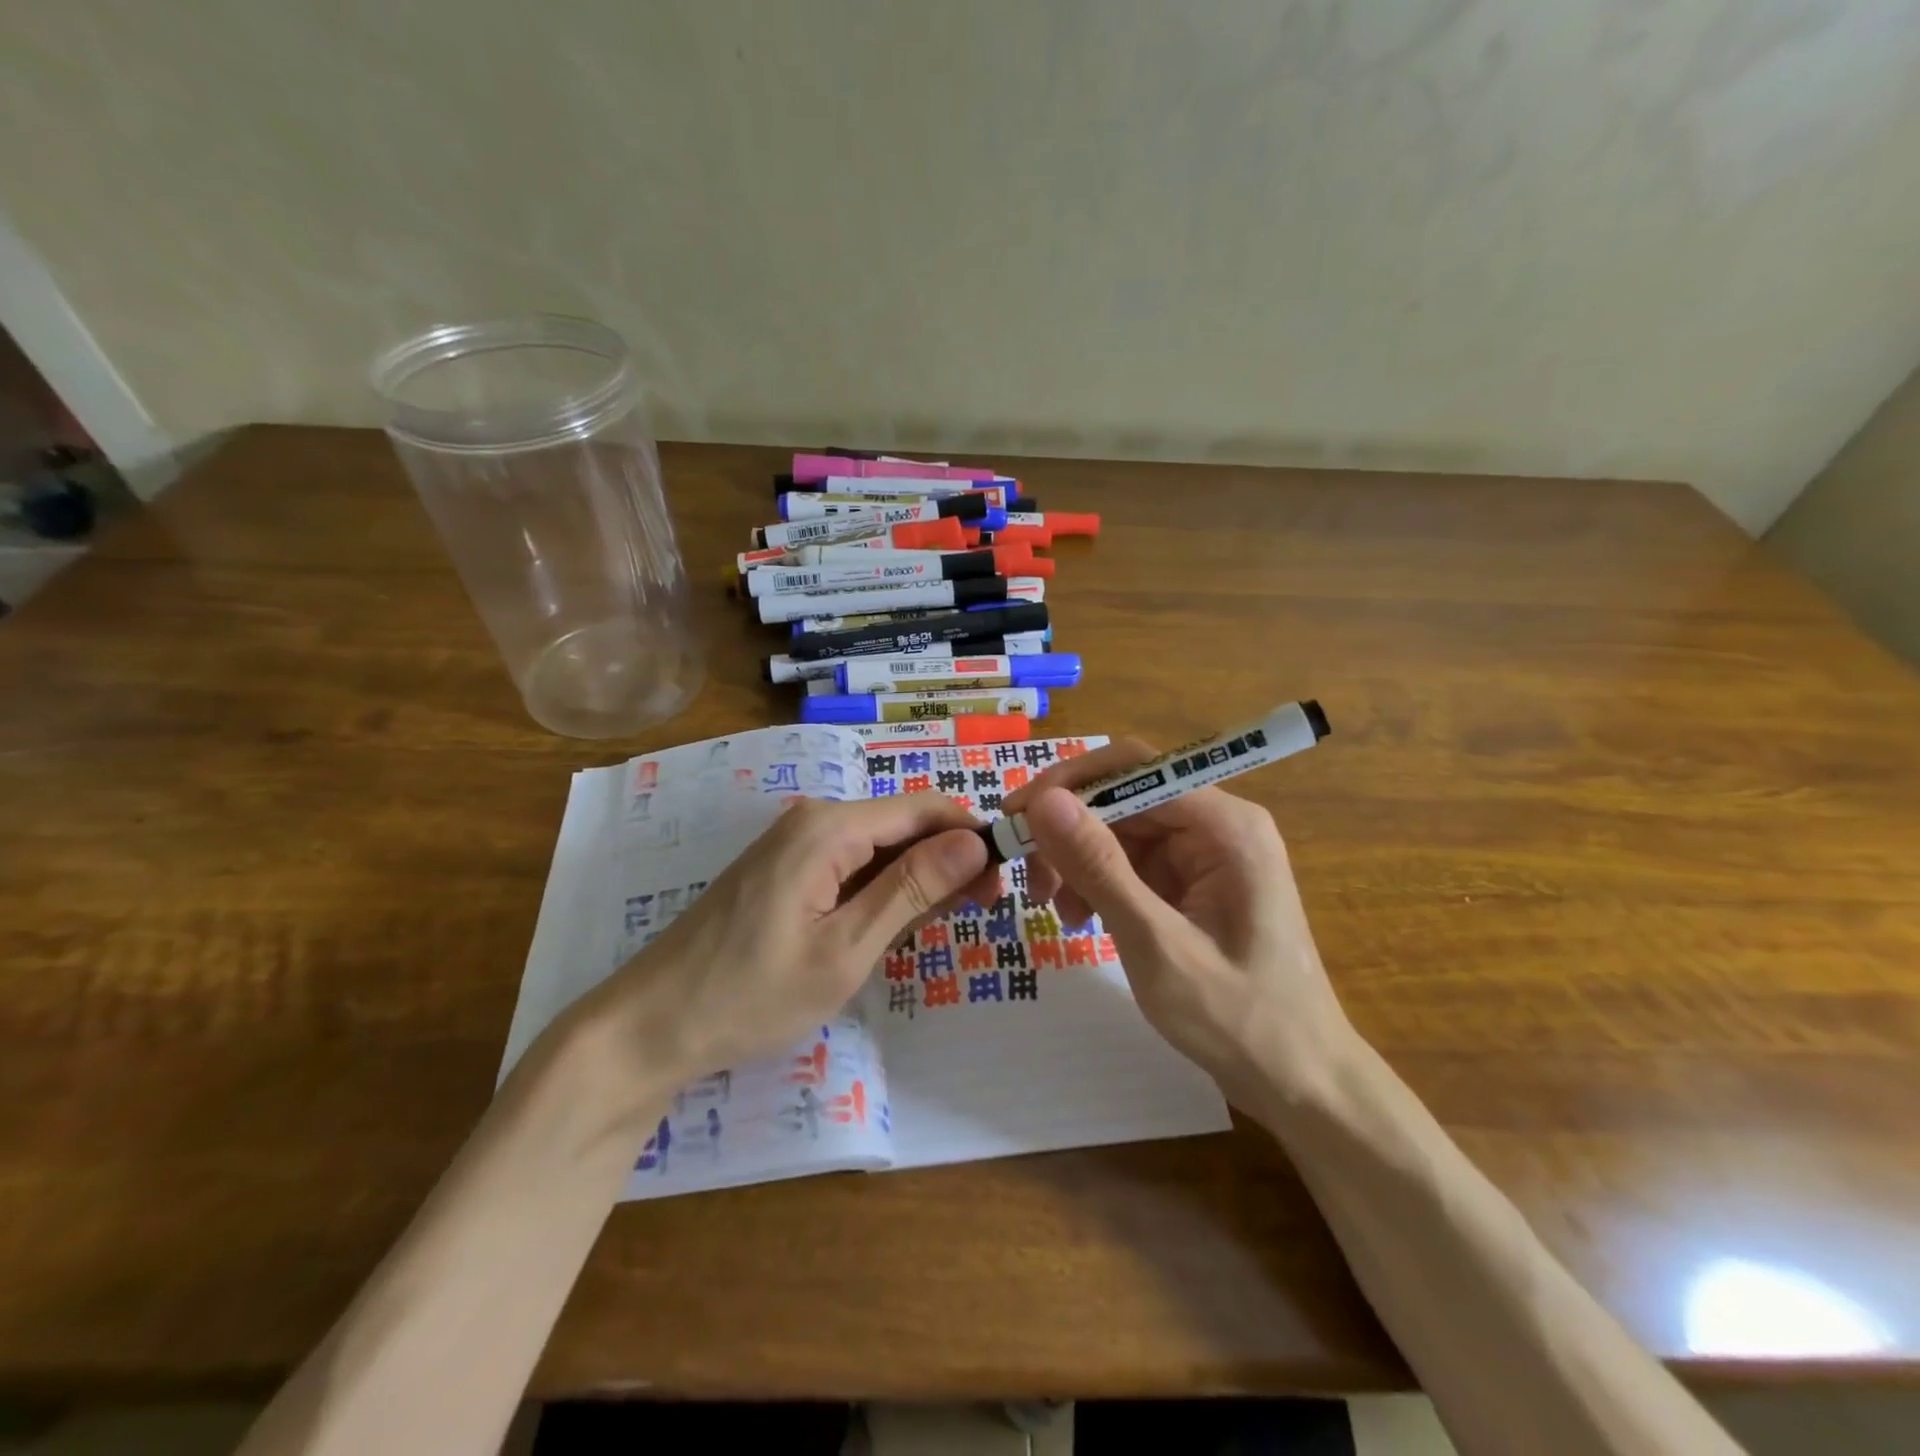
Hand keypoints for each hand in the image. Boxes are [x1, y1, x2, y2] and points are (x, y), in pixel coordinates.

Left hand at [568, 793, 997, 1085]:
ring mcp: (795, 843)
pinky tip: (892, 926)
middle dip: (949, 860)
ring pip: (879, 847)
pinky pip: (851, 865)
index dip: (972, 835)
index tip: (1004, 880)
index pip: (924, 808)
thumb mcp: (845, 949)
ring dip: (917, 879)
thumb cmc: (751, 994)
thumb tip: (975, 840)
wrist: (651, 1025)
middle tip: (980, 913)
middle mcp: (814, 819)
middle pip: (903, 825)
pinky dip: (882, 890)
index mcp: (829, 827)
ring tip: (939, 928)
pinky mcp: (785, 868)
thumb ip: (912, 889)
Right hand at [1002, 741, 1351, 1106]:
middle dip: (1070, 831)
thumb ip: (1100, 867)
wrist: (1299, 1080)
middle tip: (1030, 878)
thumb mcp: (1156, 944)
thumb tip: (1045, 802)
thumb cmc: (1237, 1018)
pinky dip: (1100, 882)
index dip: (1068, 784)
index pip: (1133, 768)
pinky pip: (1133, 861)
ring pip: (1122, 829)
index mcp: (1225, 825)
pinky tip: (1081, 917)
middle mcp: (1218, 824)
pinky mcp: (1196, 880)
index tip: (1016, 818)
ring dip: (1080, 860)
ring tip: (1057, 910)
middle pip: (1124, 797)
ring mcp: (1208, 853)